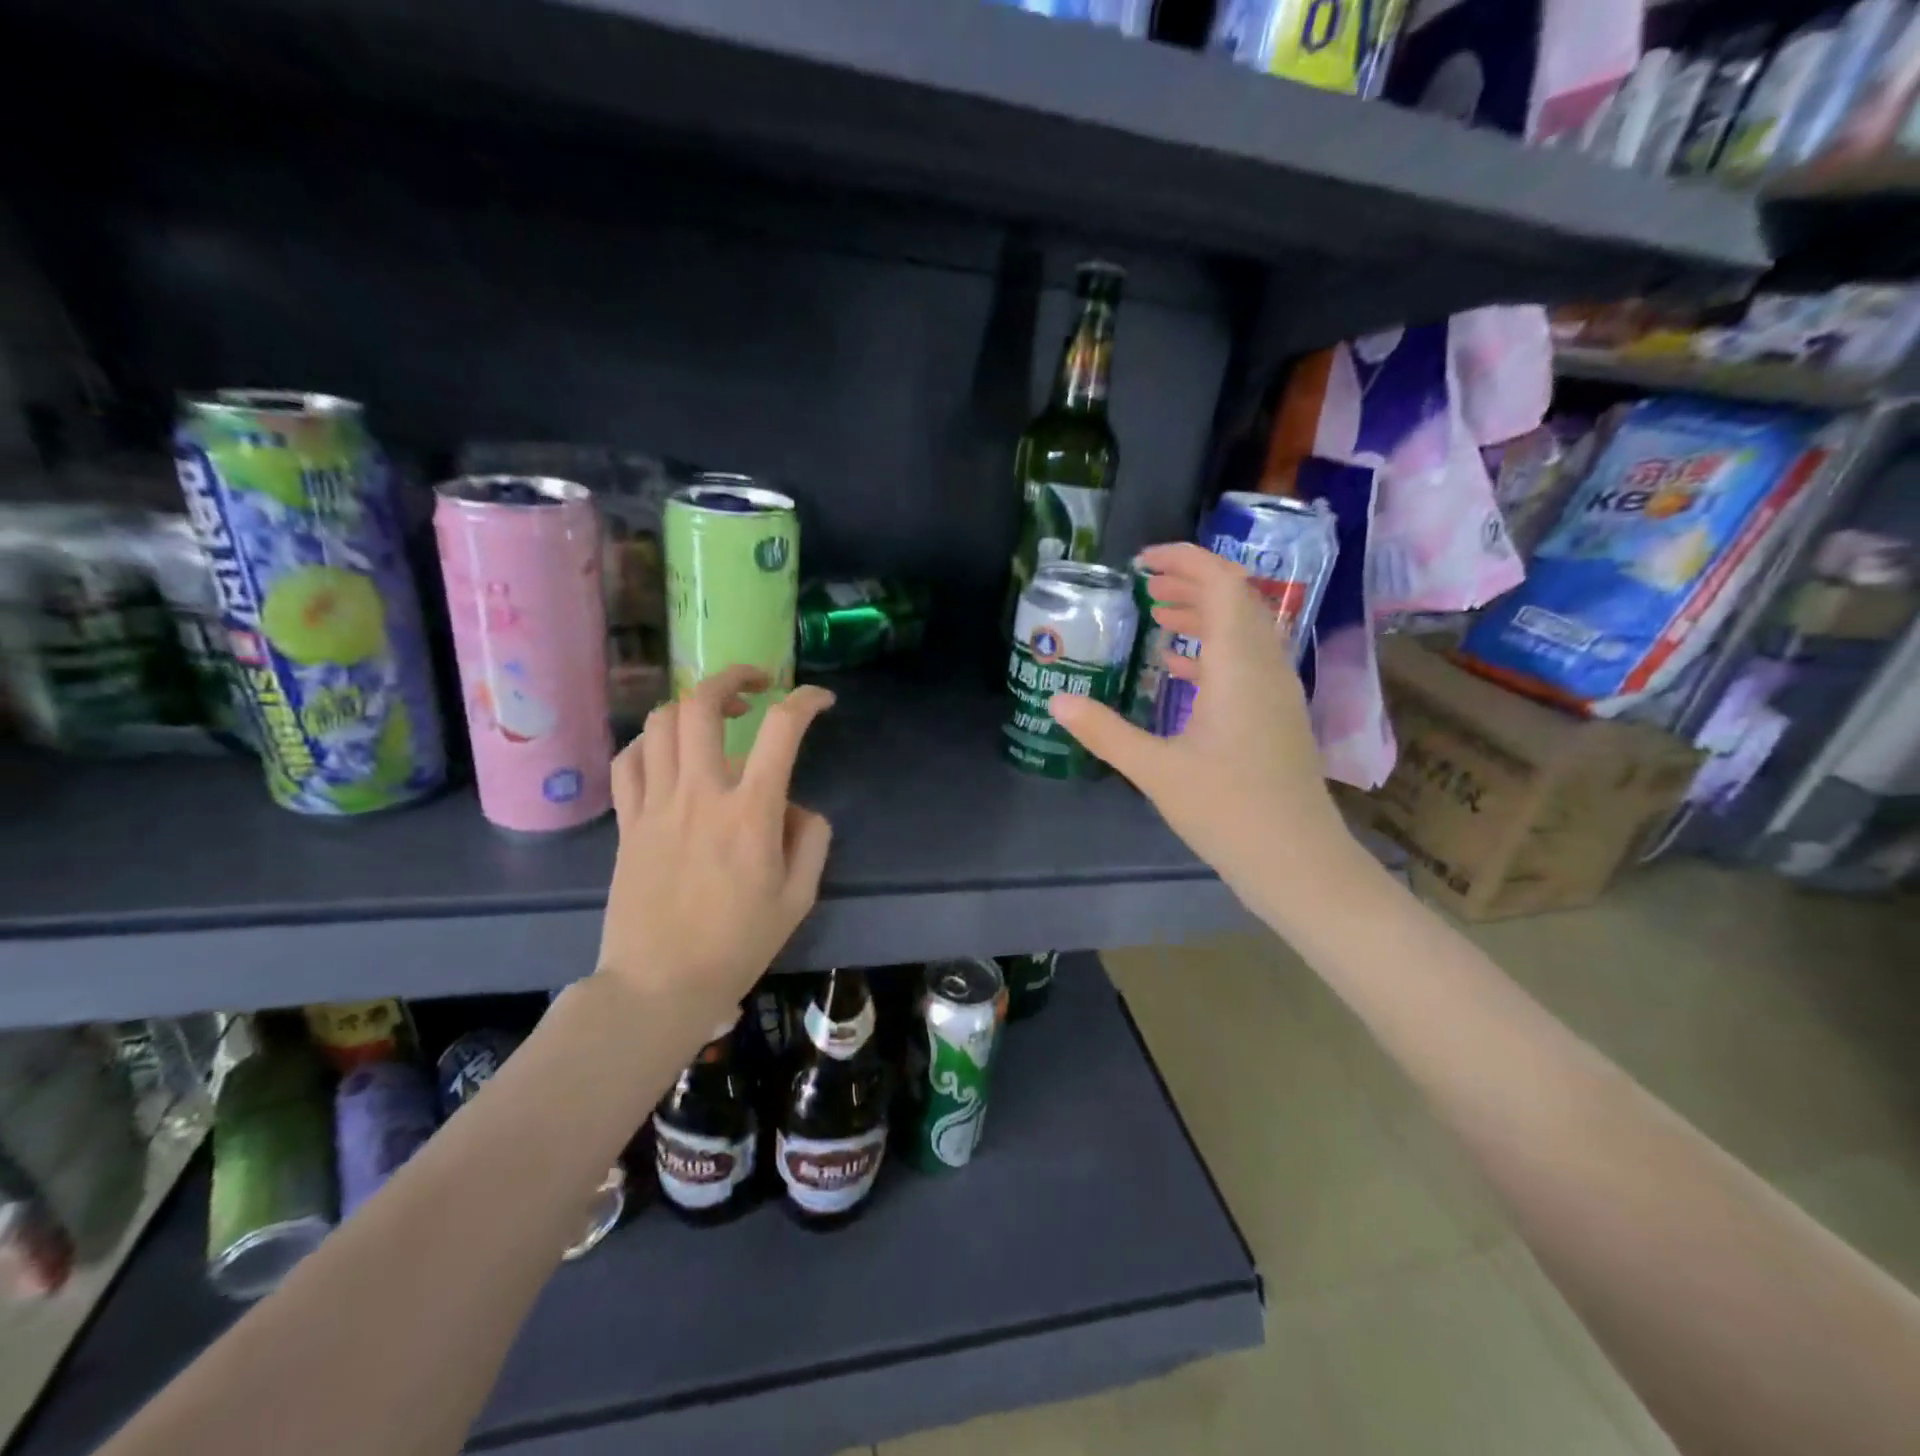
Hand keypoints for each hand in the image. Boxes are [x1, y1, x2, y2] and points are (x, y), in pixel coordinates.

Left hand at [597, 667, 834, 1018]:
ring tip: (713, 715)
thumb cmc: (737, 945)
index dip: (806, 700)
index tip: (821, 700)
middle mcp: (699, 794)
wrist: (659, 985)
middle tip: (756, 684)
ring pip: (660, 723)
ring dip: (690, 704)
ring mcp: (655, 804)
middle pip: (702, 704)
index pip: (781, 730)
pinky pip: (628, 761)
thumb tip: (795, 807)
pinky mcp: (627, 822)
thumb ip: (811, 840)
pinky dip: (649, 742)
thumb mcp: (799, 897)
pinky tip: (668, 752)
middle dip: (732, 676)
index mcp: (750, 813)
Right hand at [1046, 542, 1355, 915]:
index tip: (1143, 561)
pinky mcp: (1277, 717)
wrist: (1297, 861)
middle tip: (1145, 584)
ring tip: (1157, 615)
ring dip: (1203, 615)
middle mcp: (1266, 667)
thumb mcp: (1156, 770)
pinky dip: (1212, 651)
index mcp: (1240, 666)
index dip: (1187, 560)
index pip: (1223, 585)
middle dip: (1191, 582)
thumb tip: (1056, 702)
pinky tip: (1178, 667)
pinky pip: (1246, 662)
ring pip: (1244, 631)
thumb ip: (1104, 732)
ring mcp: (1277, 692)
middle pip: (1236, 600)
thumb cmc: (1228, 810)